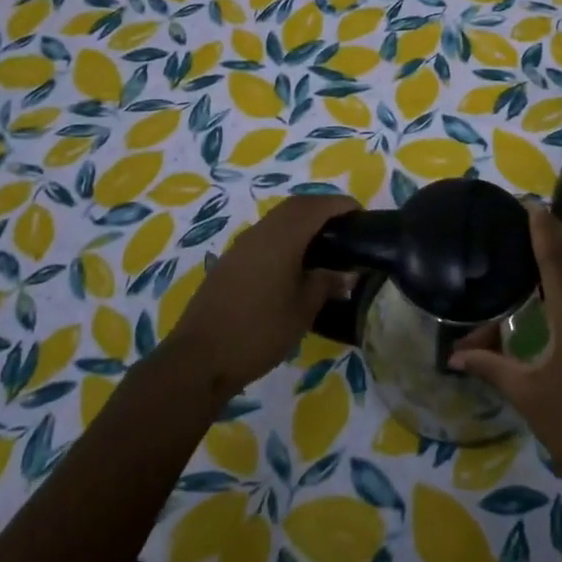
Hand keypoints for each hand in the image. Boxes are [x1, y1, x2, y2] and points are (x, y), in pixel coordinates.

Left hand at [160, 193, 358, 394]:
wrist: (200, 357)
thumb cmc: (259, 331)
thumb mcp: (302, 310)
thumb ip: (325, 284)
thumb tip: (345, 273)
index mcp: (282, 237)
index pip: (316, 206)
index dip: (340, 205)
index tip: (361, 214)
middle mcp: (260, 232)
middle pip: (295, 206)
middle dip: (321, 209)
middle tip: (345, 227)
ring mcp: (241, 245)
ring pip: (277, 219)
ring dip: (301, 222)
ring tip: (324, 245)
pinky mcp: (230, 261)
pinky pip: (264, 236)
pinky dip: (285, 237)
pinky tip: (294, 263)